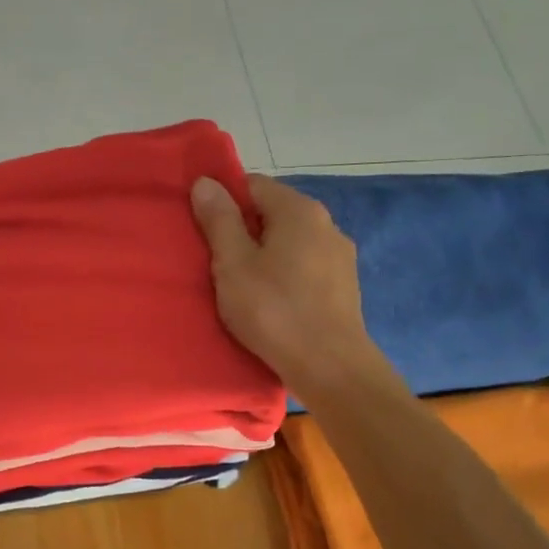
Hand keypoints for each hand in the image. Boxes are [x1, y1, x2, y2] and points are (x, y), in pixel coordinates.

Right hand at [190, 175, 394, 398]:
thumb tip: (206, 181)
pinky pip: (305, 268)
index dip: (224, 203)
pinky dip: (285, 276)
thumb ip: (219, 220)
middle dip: (244, 231)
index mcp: (299, 210)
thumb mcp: (233, 263)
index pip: (253, 185)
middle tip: (218, 263)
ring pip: (290, 243)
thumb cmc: (274, 310)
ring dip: (265, 256)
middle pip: (273, 213)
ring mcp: (340, 256)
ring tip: (243, 287)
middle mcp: (326, 223)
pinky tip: (272, 303)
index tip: (204, 233)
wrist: (329, 366)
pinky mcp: (344, 286)